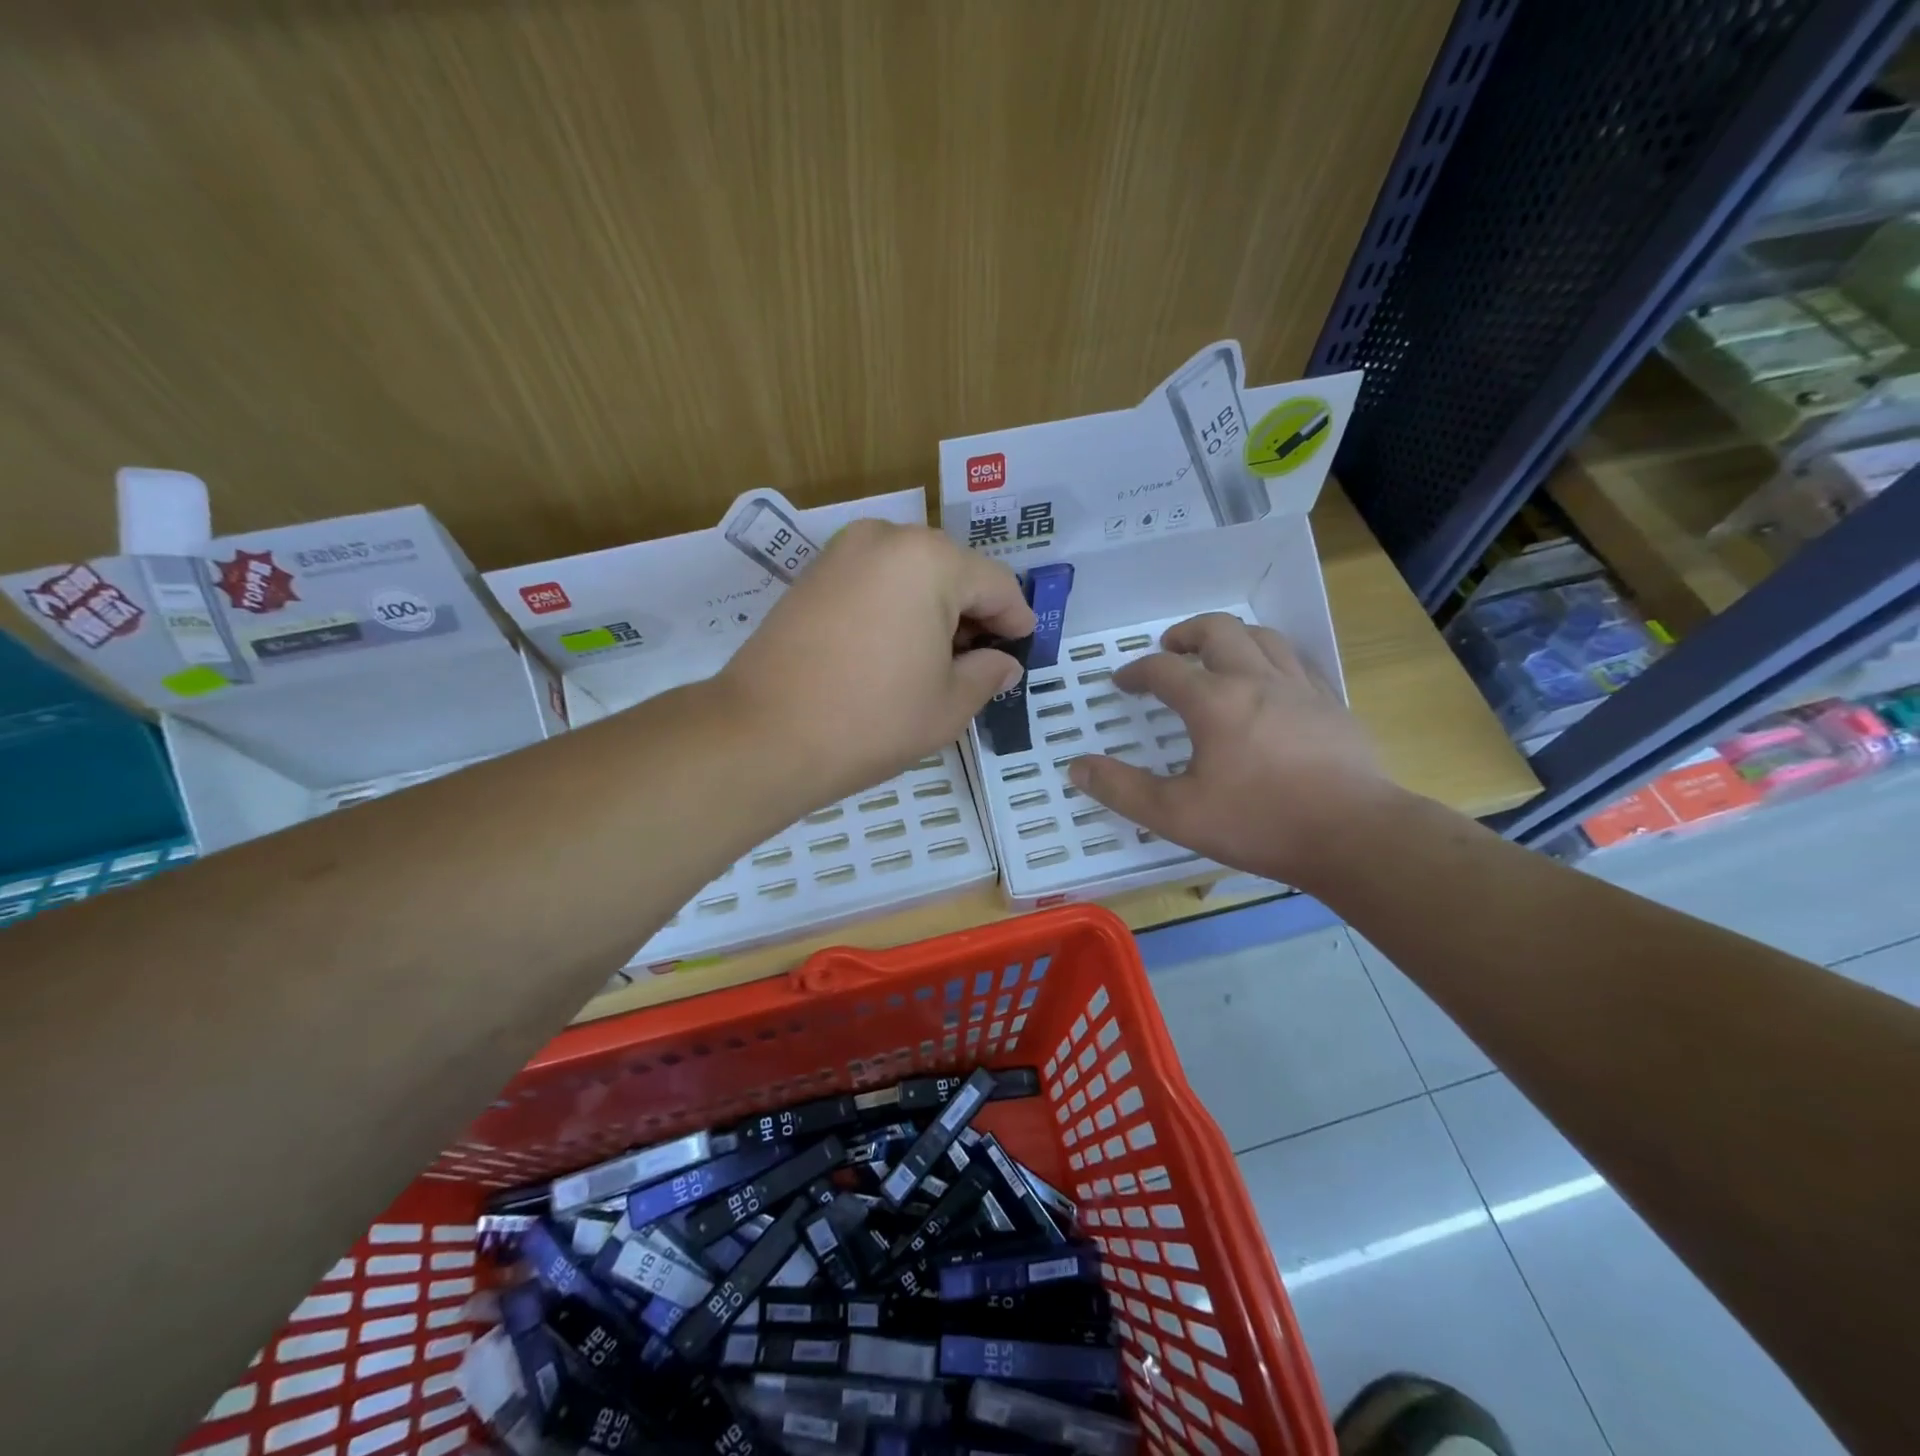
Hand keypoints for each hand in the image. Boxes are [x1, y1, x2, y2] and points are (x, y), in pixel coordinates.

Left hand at [718, 520, 1034, 800]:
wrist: (763, 735)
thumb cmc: (871, 720)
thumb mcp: (948, 705)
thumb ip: (987, 674)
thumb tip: (1003, 663)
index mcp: (929, 561)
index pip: (995, 584)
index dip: (1017, 619)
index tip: (1024, 650)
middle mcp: (886, 538)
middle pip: (953, 571)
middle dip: (974, 614)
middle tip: (980, 662)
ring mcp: (842, 552)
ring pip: (912, 574)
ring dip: (934, 609)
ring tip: (937, 661)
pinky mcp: (813, 575)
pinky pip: (875, 581)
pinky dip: (896, 607)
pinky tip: (895, 650)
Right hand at [1067, 613, 1399, 889]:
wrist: (1355, 836)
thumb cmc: (1259, 823)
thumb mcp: (1176, 815)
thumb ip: (1122, 790)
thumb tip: (1077, 768)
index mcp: (1214, 702)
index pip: (1164, 669)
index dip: (1137, 672)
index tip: (1123, 682)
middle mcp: (1256, 680)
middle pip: (1218, 631)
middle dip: (1186, 634)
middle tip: (1170, 648)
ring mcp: (1300, 688)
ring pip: (1263, 637)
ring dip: (1231, 638)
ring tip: (1217, 656)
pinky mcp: (1332, 704)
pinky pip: (1296, 661)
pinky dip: (1271, 658)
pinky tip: (1270, 682)